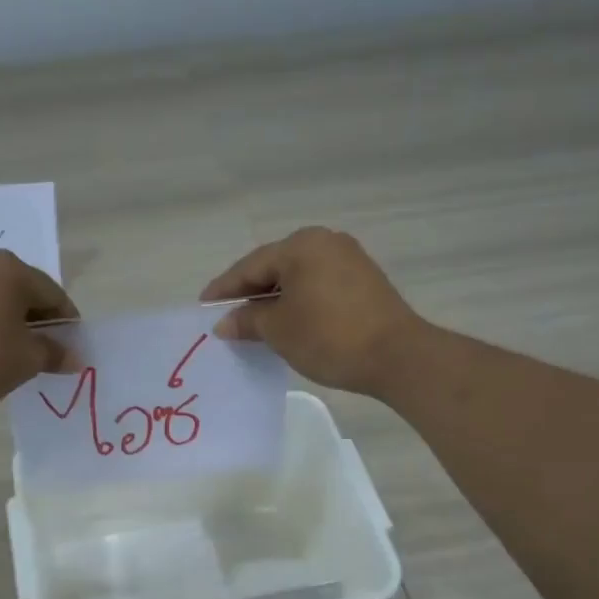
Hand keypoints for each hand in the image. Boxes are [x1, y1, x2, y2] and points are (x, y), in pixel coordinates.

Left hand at [0, 250, 77, 414]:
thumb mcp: (26, 360)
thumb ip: (54, 353)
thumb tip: (74, 357)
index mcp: (12, 269)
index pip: (53, 294)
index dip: (68, 324)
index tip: (72, 350)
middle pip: (25, 292)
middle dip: (39, 322)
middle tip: (47, 354)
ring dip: (13, 323)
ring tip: (17, 355)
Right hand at [203, 227, 421, 395]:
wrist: (396, 355)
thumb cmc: (327, 336)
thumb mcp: (278, 330)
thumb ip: (247, 320)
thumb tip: (225, 323)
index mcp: (300, 245)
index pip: (250, 266)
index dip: (224, 289)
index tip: (203, 306)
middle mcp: (325, 242)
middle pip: (274, 268)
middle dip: (249, 293)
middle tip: (225, 316)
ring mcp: (348, 260)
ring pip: (297, 278)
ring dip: (274, 300)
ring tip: (252, 324)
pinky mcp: (363, 281)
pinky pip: (317, 286)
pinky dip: (297, 302)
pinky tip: (286, 322)